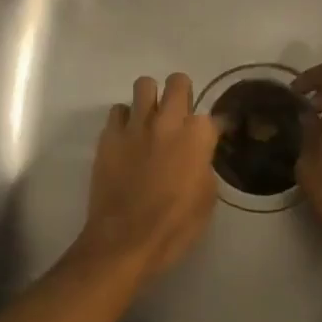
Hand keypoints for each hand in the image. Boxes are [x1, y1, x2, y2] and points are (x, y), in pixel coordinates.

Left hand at [75, 72, 220, 279]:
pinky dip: (125, 120)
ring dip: (150, 99)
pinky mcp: (108, 136)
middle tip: (179, 113)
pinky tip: (128, 138)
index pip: (213, 116)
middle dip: (181, 92)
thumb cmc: (175, 226)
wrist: (126, 240)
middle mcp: (168, 122)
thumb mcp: (207, 198)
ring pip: (144, 85)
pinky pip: (118, 111)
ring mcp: (135, 126)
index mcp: (198, 137)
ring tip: (150, 119)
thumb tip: (198, 155)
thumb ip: (204, 166)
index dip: (212, 128)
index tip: (210, 138)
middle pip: (178, 82)